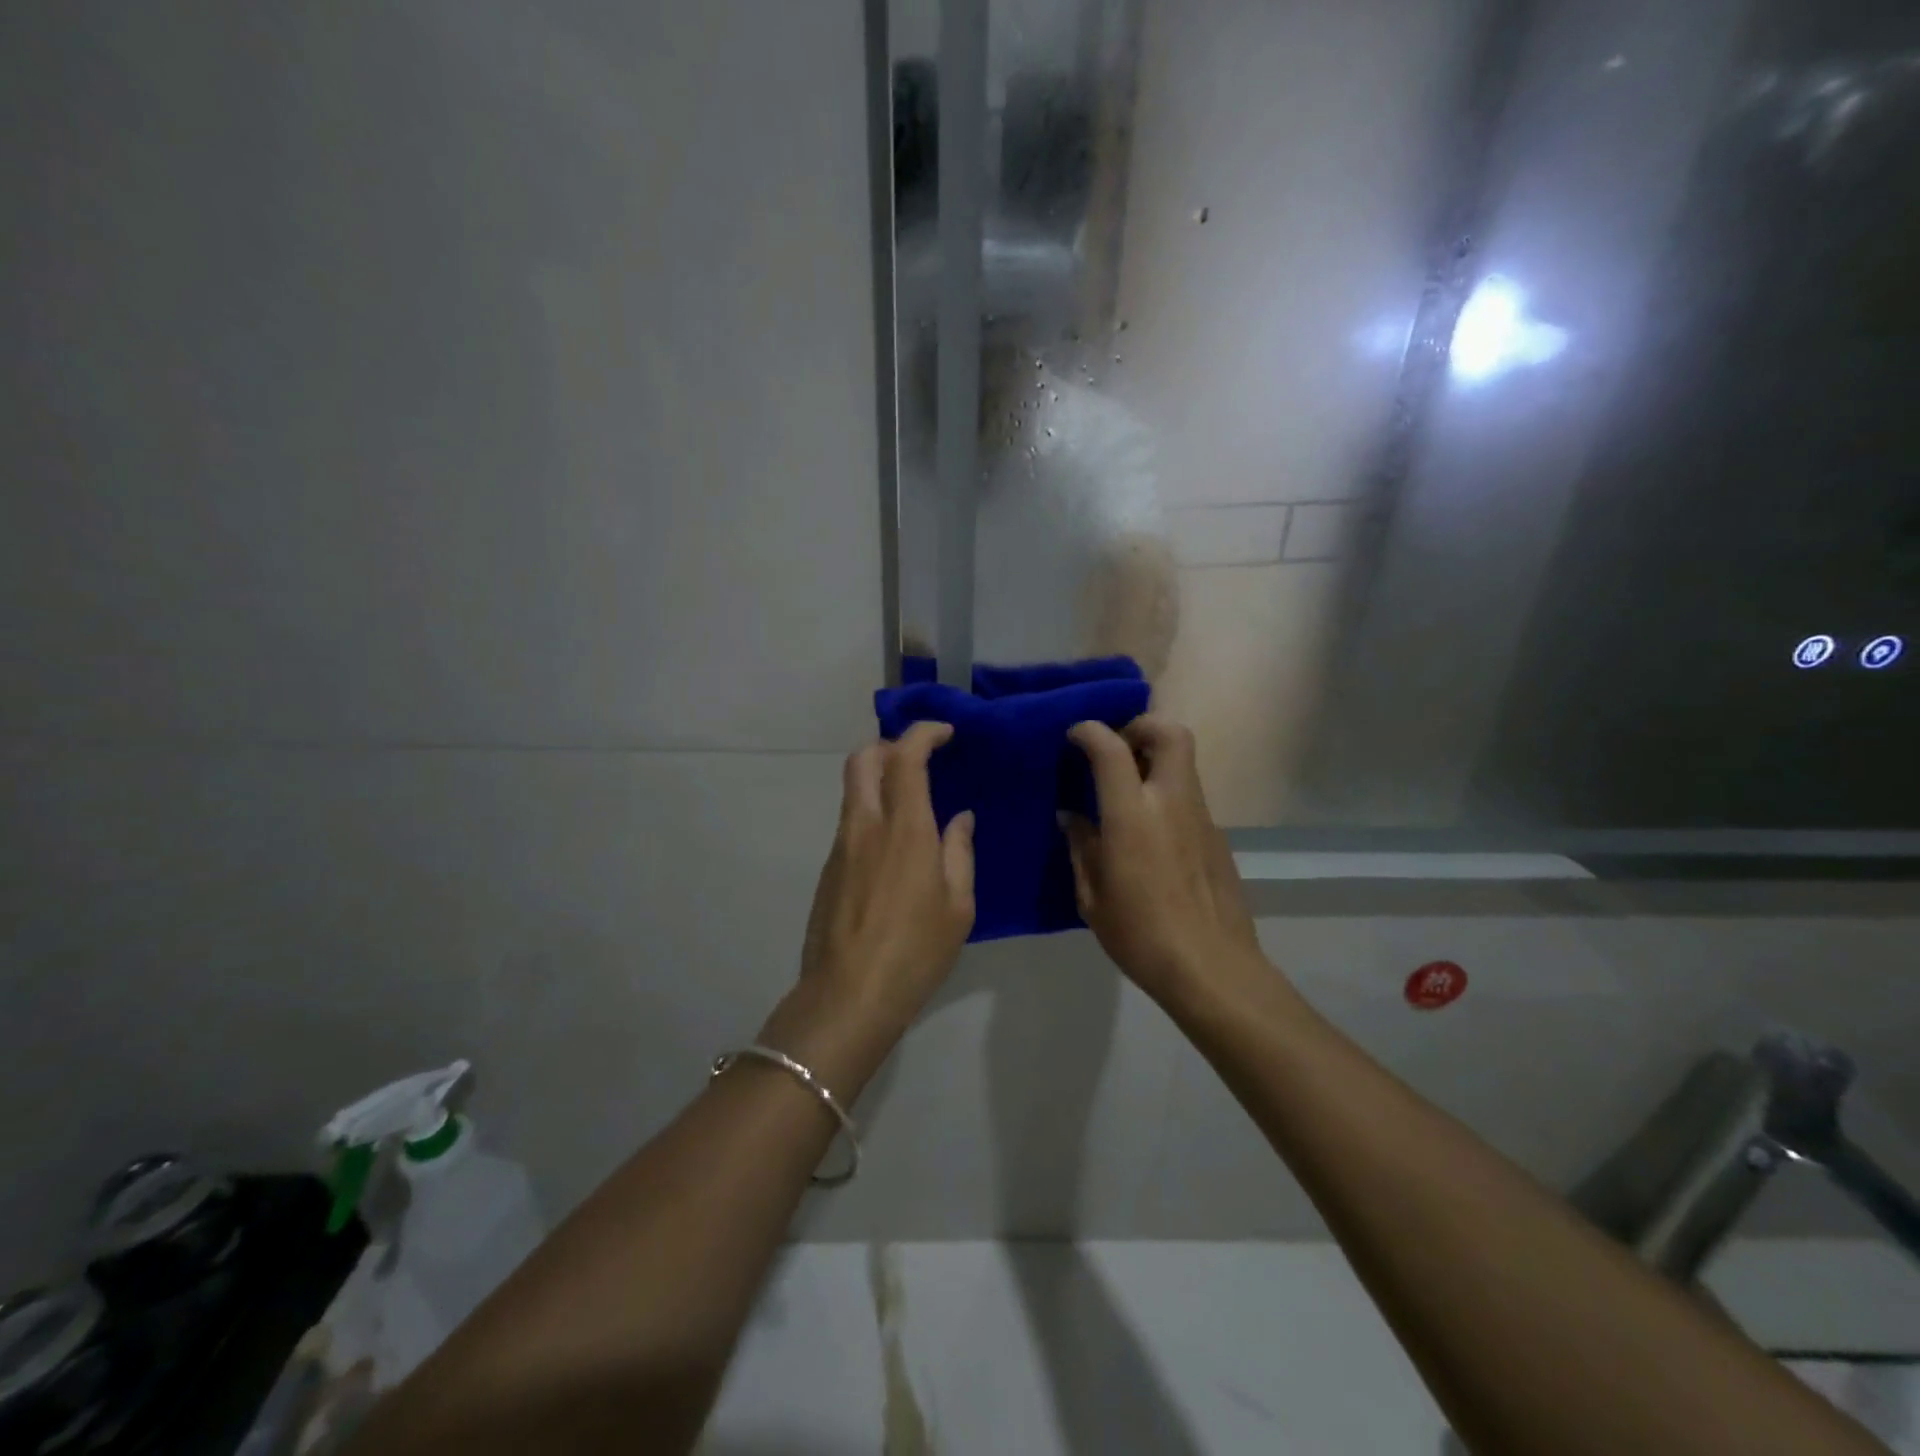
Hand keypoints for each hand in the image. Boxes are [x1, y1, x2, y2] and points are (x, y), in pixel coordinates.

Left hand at [791, 722, 974, 1035]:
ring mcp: (841, 845)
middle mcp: (866, 825)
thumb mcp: (958, 906)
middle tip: (919, 758)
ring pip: (852, 788)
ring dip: (878, 777)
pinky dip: (870, 810)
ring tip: (911, 800)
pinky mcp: (828, 868)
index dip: (923, 734)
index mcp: (905, 829)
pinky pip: (850, 820)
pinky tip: (893, 845)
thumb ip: (959, 853)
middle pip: (862, 758)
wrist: (848, 996)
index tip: (945, 733)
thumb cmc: (916, 952)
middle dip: (889, 744)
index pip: (906, 757)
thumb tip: (959, 819)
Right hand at [1064, 717, 1262, 1004]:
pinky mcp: (1218, 837)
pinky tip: (1152, 835)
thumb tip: (1072, 817)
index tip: (1075, 736)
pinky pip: (1190, 797)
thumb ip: (1081, 847)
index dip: (1090, 731)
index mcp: (1133, 815)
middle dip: (1141, 726)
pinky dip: (1168, 795)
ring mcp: (1201, 817)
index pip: (1111, 748)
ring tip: (1128, 792)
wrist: (1211, 969)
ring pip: (1184, 763)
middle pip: (1170, 732)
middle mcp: (1171, 802)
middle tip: (1117, 748)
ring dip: (1155, 760)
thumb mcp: (1092, 896)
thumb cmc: (1140, 935)